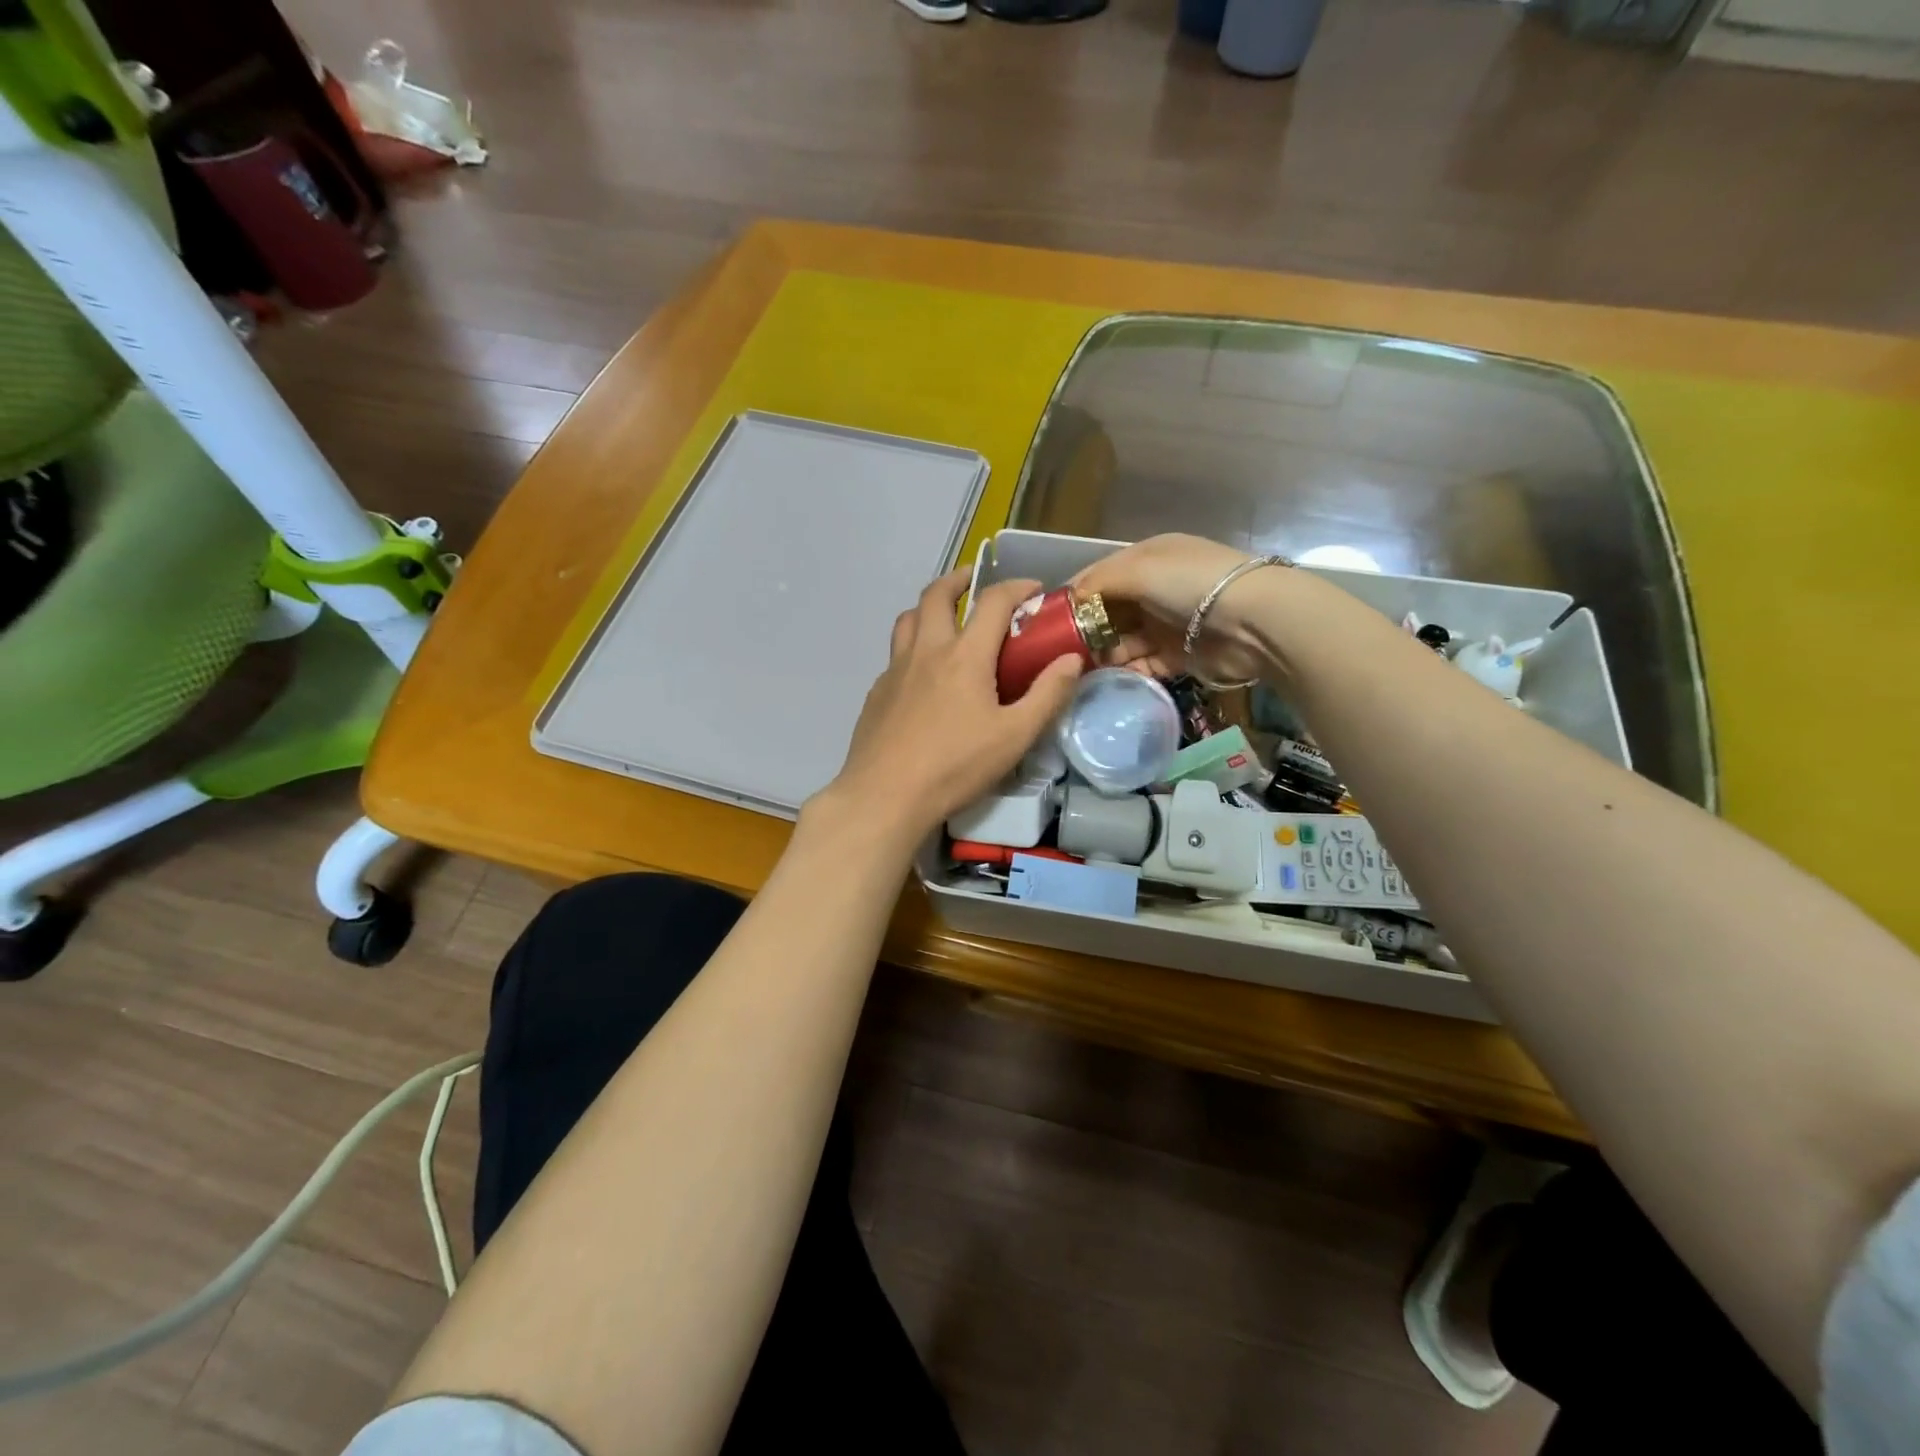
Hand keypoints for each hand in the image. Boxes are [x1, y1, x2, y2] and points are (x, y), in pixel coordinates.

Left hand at [812, 569, 1085, 848]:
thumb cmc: (955, 767)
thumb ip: (1047, 695)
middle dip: (960, 579)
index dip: (1017, 587)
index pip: (993, 602)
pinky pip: (896, 654)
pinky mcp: (877, 692)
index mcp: (964, 656)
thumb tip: (1071, 659)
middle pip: (937, 594)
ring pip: (908, 619)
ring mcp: (895, 670)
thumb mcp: (1014, 736)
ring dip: (930, 607)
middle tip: (976, 583)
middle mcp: (926, 651)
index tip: (1035, 590)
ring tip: (947, 620)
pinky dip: (913, 647)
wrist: (885, 796)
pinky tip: (924, 675)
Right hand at [1071, 534, 1265, 681]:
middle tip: (1057, 653)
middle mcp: (1154, 589)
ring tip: (1077, 670)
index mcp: (1146, 559)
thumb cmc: (1190, 584)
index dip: (1072, 595)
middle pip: (1108, 611)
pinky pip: (1142, 664)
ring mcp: (1166, 624)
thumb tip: (1066, 599)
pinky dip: (1126, 671)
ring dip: (1102, 654)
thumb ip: (1097, 583)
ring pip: (1122, 641)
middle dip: (1084, 630)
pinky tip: (1107, 679)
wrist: (1254, 621)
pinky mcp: (1177, 656)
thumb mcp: (1139, 569)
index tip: (1045, 620)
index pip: (1098, 575)